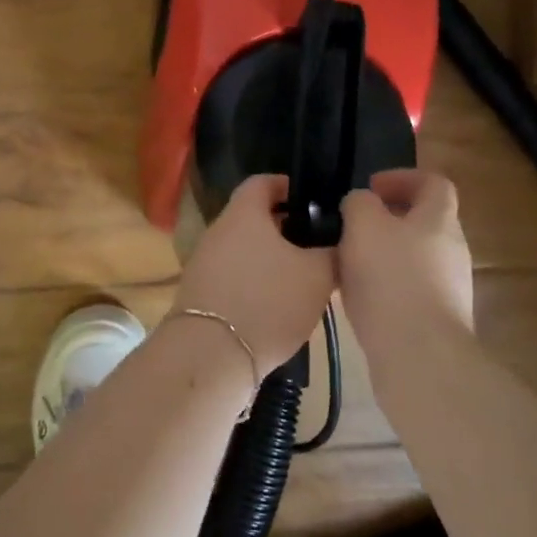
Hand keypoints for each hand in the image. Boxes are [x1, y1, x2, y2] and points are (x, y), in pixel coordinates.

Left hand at [171, 175, 335, 373]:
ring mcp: (203, 262)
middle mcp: (218, 231)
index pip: (262, 182)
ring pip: (243, 249)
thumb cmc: (268, 301)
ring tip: (300, 280)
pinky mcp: (199, 293)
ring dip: (270, 259)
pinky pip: (232, 276)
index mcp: (243, 214)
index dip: (288, 186)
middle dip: (284, 228)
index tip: (312, 202)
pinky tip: (274, 306)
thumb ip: (331, 252)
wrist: (211, 354)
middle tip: (315, 246)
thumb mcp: (317, 276)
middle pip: (253, 218)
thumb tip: (337, 241)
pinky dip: (253, 282)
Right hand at [338, 169, 475, 350]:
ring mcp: (450, 287)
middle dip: (388, 219)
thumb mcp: (363, 225)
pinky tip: (359, 299)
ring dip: (383, 254)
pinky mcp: (439, 319)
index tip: (370, 188)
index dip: (403, 178)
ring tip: (348, 264)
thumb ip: (359, 203)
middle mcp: (452, 249)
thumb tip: (362, 203)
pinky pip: (410, 289)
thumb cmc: (391, 279)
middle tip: (352, 226)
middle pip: (424, 221)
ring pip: (414, 257)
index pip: (433, 183)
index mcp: (439, 219)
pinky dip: (386, 286)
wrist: (419, 355)